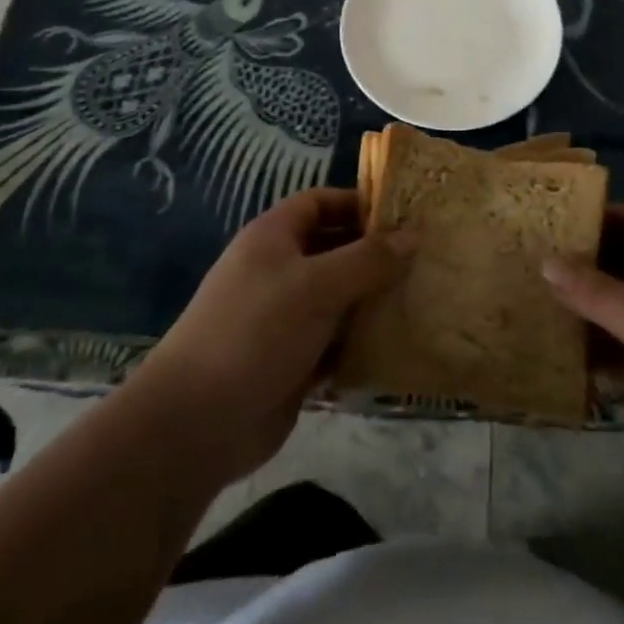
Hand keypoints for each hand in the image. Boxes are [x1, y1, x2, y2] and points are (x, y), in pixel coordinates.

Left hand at [134, 188, 409, 486]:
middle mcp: (278, 271)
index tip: (404, 215)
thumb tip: (412, 237)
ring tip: (424, 298)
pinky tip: (400, 345)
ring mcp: (284, 318)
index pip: (319, 202)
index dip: (358, 203)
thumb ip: (367, 260)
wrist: (197, 421)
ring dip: (373, 300)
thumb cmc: (256, 331)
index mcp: (273, 237)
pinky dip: (362, 342)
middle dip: (375, 254)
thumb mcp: (317, 285)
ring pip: (338, 298)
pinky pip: (336, 342)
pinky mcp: (293, 361)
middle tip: (426, 259)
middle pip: (333, 250)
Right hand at [544, 205, 623, 515]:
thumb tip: (545, 260)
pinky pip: (623, 354)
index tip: (549, 217)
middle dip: (581, 264)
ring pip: (620, 311)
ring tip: (530, 302)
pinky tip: (556, 355)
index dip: (597, 215)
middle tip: (527, 260)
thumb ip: (599, 293)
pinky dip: (595, 353)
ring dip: (583, 310)